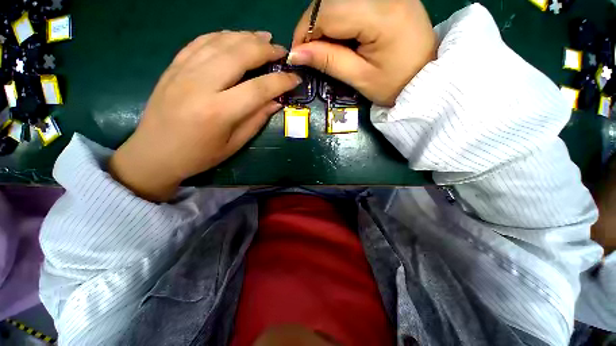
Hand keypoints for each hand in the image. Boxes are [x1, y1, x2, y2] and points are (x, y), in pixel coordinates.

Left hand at [109, 31, 301, 201]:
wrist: (154, 153)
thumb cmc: (199, 155)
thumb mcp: (234, 145)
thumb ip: (256, 120)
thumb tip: (275, 102)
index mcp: (219, 111)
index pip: (259, 88)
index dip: (281, 81)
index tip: (295, 78)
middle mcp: (201, 84)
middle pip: (240, 54)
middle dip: (265, 49)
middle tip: (281, 51)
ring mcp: (183, 71)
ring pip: (220, 42)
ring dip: (246, 37)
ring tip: (263, 37)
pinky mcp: (174, 66)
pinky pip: (200, 41)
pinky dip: (221, 35)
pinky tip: (234, 37)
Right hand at [289, 0, 435, 105]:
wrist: (428, 77)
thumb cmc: (396, 84)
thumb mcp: (360, 78)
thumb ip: (329, 61)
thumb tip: (296, 54)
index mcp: (380, 14)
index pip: (327, 12)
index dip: (305, 32)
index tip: (297, 55)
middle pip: (330, 0)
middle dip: (312, 26)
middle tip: (310, 53)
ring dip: (323, 22)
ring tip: (324, 48)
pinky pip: (351, 0)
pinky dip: (338, 18)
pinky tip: (340, 37)